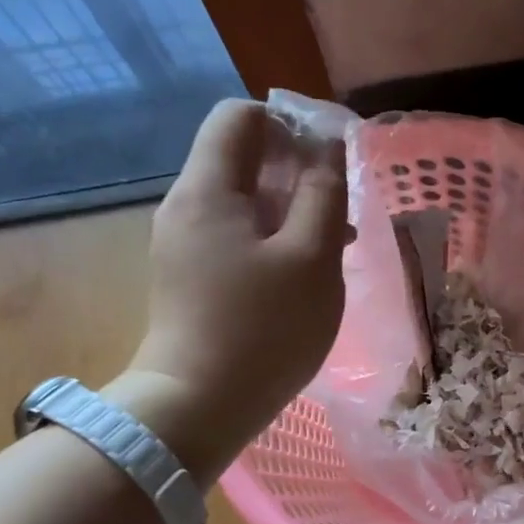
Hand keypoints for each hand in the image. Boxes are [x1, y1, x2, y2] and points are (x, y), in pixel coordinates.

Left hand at [112, 99, 348, 485]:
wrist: (199, 407)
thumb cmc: (264, 329)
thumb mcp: (312, 257)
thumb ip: (324, 193)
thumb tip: (327, 145)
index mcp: (208, 189)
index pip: (240, 115)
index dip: (290, 122)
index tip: (331, 157)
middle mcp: (186, 206)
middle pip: (241, 157)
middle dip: (296, 169)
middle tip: (339, 206)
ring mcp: (184, 244)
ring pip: (243, 200)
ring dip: (290, 207)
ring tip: (334, 243)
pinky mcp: (190, 276)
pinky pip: (235, 235)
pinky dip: (272, 238)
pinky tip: (303, 272)